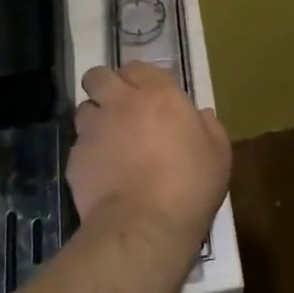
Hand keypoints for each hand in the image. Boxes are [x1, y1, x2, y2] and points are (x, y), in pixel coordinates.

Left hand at [67, 63, 229, 247]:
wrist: (145, 226)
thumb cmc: (190, 184)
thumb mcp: (218, 153)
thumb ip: (209, 126)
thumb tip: (201, 114)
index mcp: (159, 95)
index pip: (138, 66)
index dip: (141, 78)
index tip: (150, 94)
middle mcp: (121, 103)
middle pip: (98, 76)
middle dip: (106, 85)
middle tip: (121, 106)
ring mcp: (94, 130)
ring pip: (84, 109)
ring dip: (96, 117)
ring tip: (110, 139)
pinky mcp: (75, 159)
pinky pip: (80, 145)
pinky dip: (90, 153)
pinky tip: (104, 172)